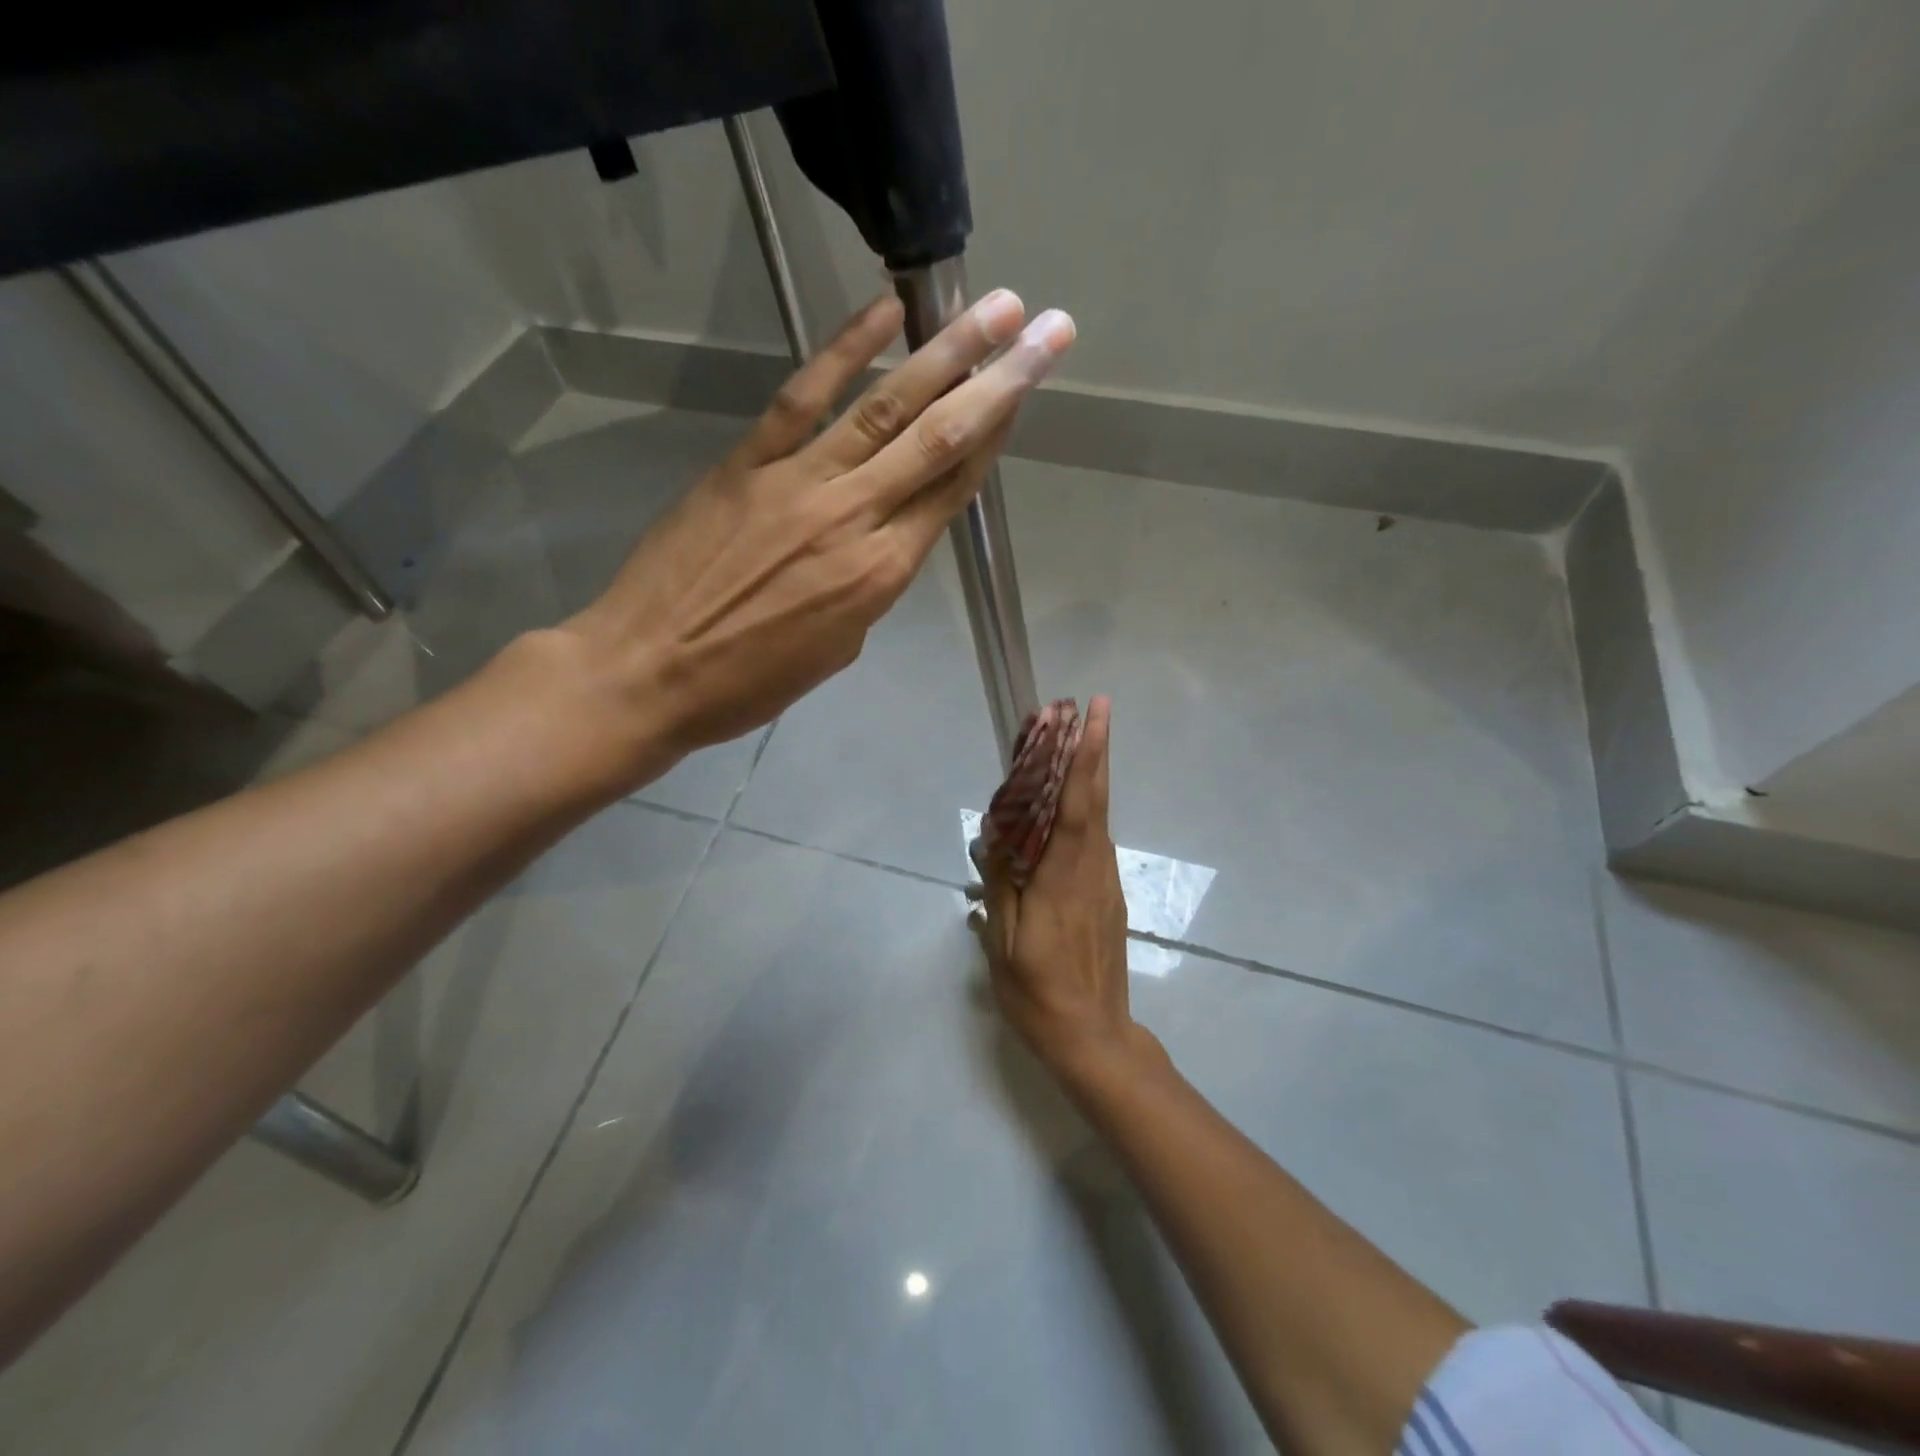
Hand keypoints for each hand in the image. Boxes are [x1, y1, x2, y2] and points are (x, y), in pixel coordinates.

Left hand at [559, 290, 1075, 783]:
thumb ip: (869, 585)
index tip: (1027, 390)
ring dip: (945, 353)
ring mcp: (799, 482)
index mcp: (881, 575)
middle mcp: (854, 518)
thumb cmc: (749, 682)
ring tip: (995, 309)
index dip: (995, 437)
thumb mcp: (836, 649)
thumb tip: (881, 538)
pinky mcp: (747, 463)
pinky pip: (804, 398)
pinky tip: (885, 313)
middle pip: (939, 439)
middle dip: (1001, 380)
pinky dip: (845, 350)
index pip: (952, 491)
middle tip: (1049, 331)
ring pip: (885, 408)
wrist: (650, 672)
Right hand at [976, 697, 1145, 1080]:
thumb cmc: (1039, 994)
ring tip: (1077, 742)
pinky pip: (1098, 842)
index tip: (1091, 716)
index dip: (1084, 758)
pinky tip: (1071, 806)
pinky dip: (1088, 811)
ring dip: (1092, 776)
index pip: (1075, 806)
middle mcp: (1092, 871)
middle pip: (1097, 800)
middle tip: (1096, 707)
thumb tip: (995, 835)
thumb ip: (1002, 884)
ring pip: (1101, 818)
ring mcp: (1106, 884)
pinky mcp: (1109, 897)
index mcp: (1063, 879)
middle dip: (1097, 750)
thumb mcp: (1003, 945)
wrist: (1094, 1039)